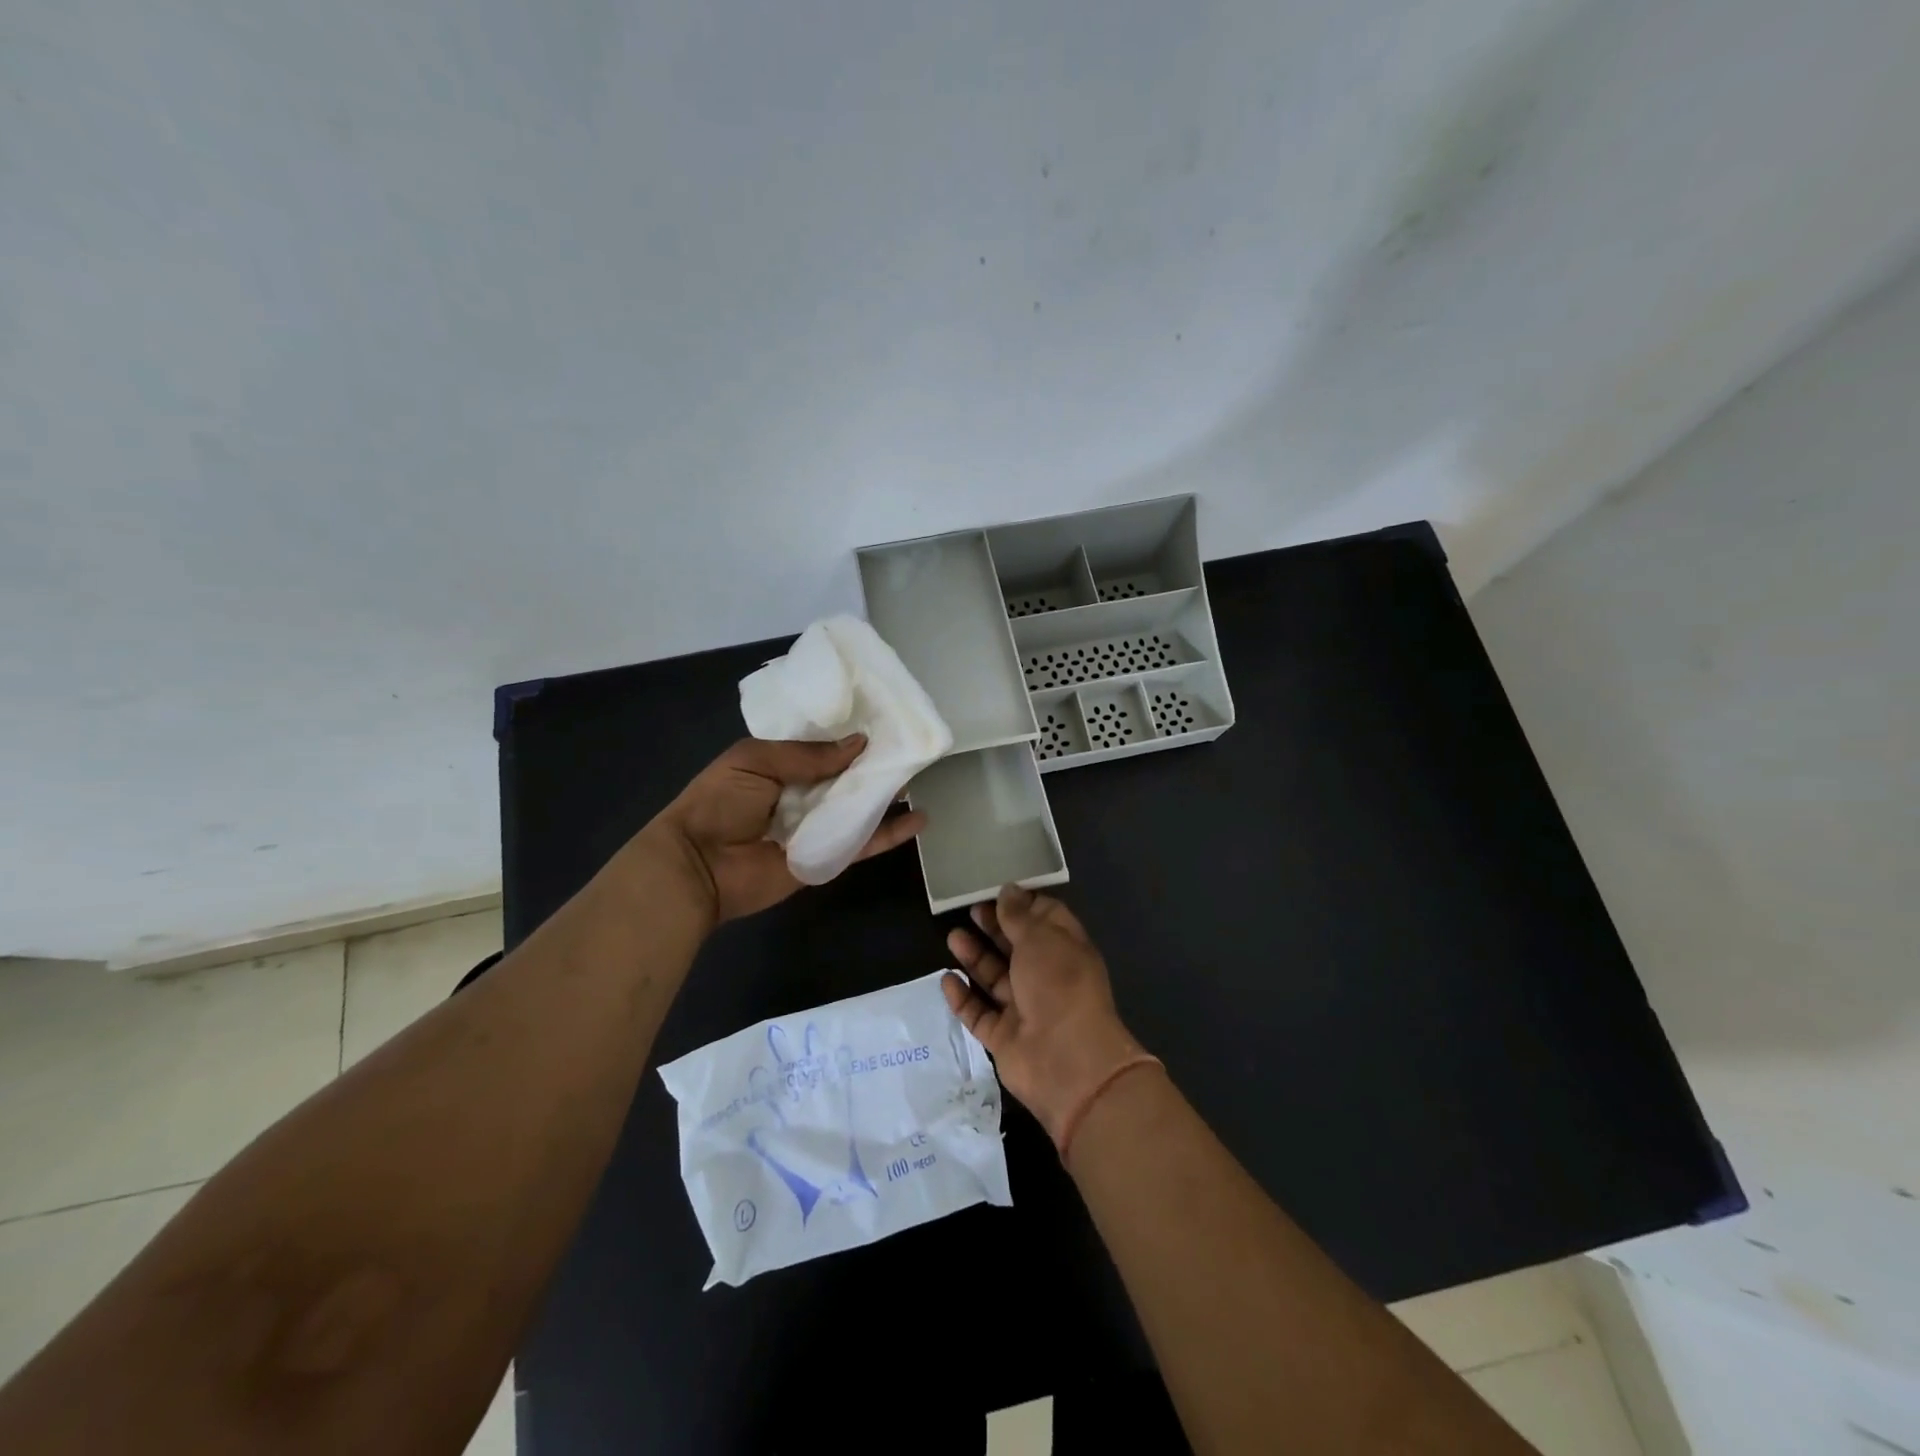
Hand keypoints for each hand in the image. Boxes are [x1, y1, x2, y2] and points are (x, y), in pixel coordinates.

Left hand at [648, 736, 925, 924]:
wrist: (698, 866)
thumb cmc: (718, 803)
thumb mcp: (754, 760)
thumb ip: (807, 754)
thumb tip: (858, 744)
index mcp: (781, 766)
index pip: (823, 746)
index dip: (849, 734)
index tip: (884, 718)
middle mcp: (803, 794)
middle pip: (847, 776)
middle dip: (875, 761)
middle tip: (913, 743)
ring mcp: (817, 827)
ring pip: (860, 807)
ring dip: (888, 793)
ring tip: (921, 773)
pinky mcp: (827, 857)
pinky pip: (862, 843)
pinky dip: (890, 833)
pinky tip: (919, 819)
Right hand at [942, 886, 1146, 1144]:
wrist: (1067, 1061)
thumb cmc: (1060, 985)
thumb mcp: (1041, 938)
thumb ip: (1019, 915)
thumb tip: (1008, 889)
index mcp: (1065, 950)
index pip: (1045, 919)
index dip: (1022, 904)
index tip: (996, 889)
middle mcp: (1046, 977)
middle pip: (1016, 947)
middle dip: (994, 928)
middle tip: (970, 910)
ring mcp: (1025, 1009)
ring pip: (995, 978)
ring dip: (975, 958)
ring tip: (952, 937)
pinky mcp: (1004, 1037)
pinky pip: (979, 1013)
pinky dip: (963, 997)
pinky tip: (947, 978)